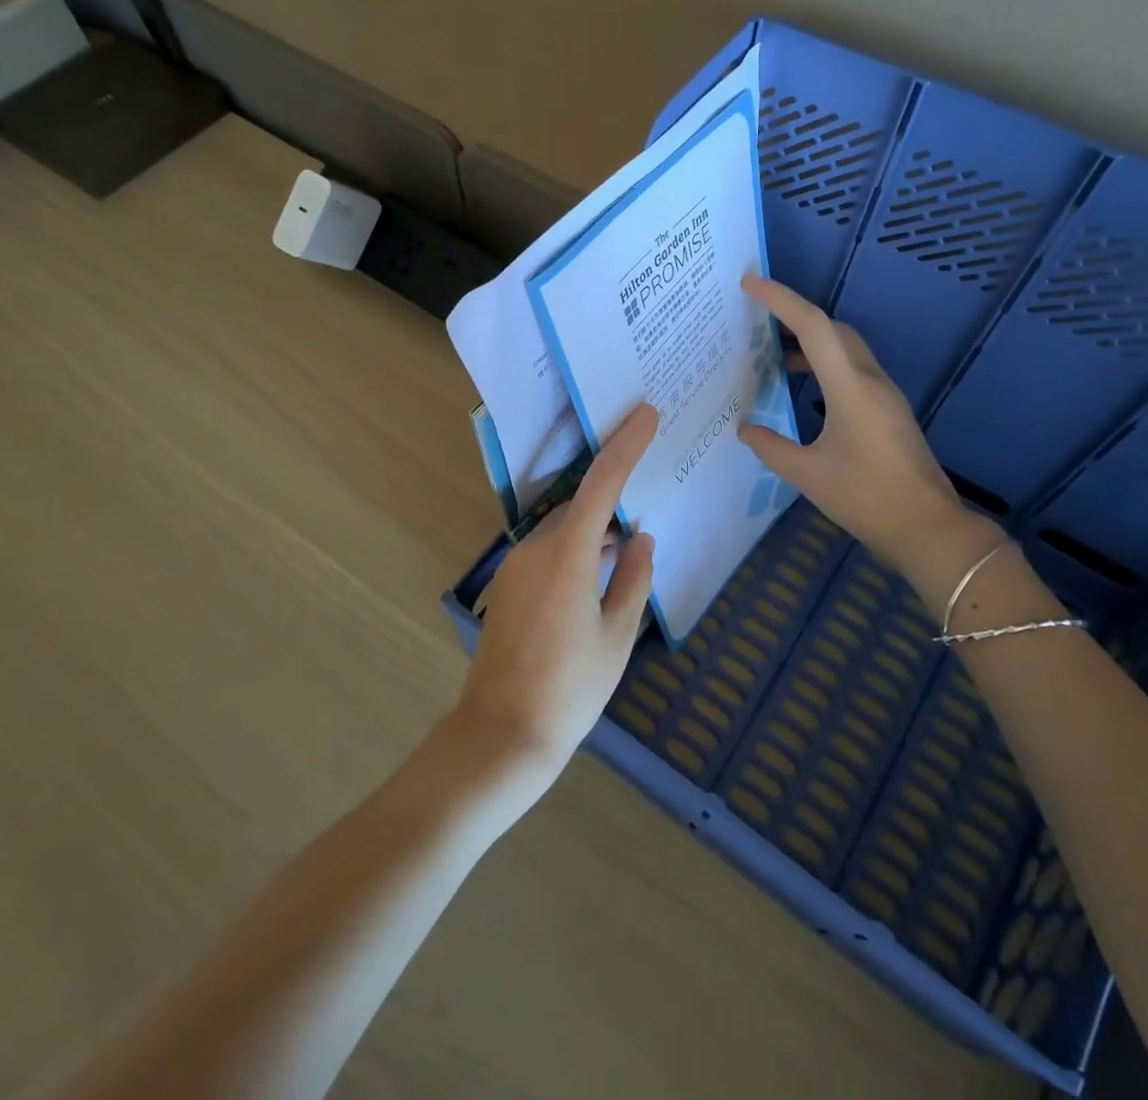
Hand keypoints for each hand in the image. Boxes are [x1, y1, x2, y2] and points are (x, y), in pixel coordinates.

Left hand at [455, 404, 659, 783]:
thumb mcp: (617, 636)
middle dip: (612, 502)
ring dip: (593, 532)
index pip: (602, 483)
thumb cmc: (570, 688)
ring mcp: (516, 566)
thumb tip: (641, 540)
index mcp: (569, 555)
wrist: (502, 734)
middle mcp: (536, 548)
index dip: (626, 445)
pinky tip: (595, 580)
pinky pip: (547, 550)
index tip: (645, 414)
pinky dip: (575, 551)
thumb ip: (633, 580)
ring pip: (563, 529)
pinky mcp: (507, 585)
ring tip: (626, 552)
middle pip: (580, 506)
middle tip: (644, 509)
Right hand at [737, 276, 998, 606]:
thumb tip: (745, 430)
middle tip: (757, 316)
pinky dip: (825, 363)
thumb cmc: (866, 498)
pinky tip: (804, 385)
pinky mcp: (889, 409)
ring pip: (846, 347)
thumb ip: (771, 447)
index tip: (750, 282)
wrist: (927, 528)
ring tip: (773, 350)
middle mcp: (870, 380)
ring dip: (811, 340)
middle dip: (795, 315)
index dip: (780, 299)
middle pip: (833, 329)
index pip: (813, 326)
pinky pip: (853, 368)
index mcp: (850, 388)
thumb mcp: (808, 475)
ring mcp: (884, 394)